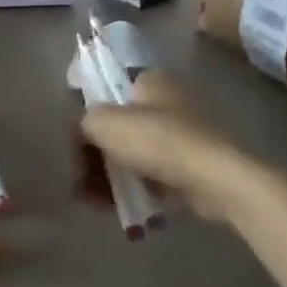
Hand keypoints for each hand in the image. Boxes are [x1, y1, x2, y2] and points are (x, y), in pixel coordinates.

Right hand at [80, 71, 263, 220]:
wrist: (213, 180)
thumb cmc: (157, 140)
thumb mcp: (104, 123)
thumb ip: (83, 122)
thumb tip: (80, 133)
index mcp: (149, 82)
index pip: (107, 90)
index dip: (87, 113)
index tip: (73, 138)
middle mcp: (165, 105)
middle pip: (117, 127)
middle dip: (93, 153)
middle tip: (77, 175)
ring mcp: (178, 139)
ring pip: (130, 155)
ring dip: (106, 175)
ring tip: (88, 197)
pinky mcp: (186, 169)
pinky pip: (147, 177)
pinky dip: (128, 188)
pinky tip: (109, 205)